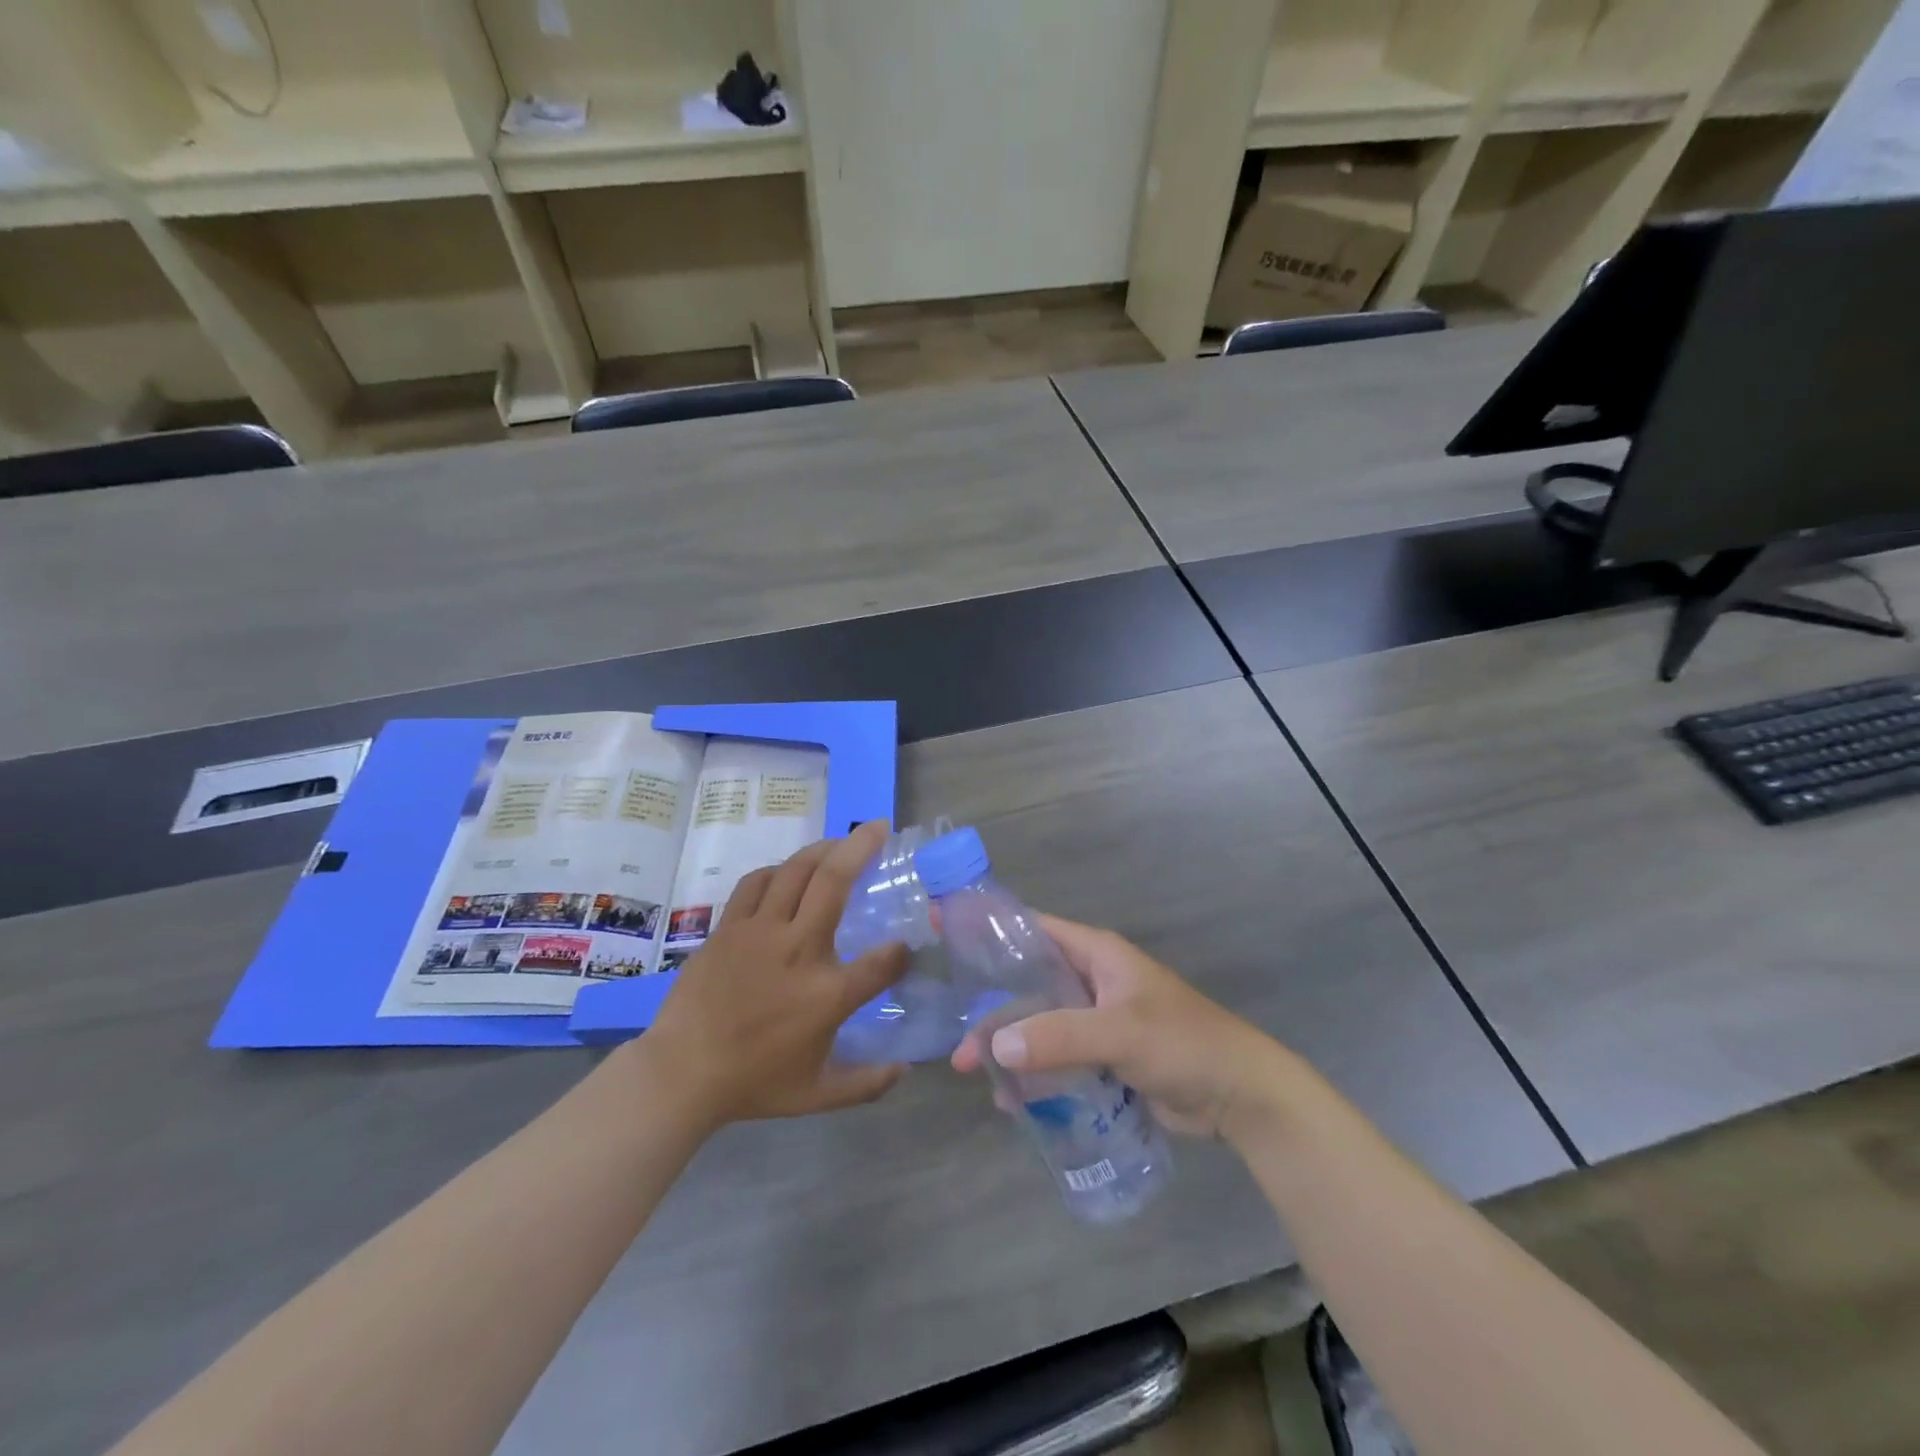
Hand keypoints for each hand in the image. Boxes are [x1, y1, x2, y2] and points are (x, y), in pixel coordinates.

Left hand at [647, 822, 909, 1125]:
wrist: (681, 1074)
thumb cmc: (753, 1084)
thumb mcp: (817, 1095)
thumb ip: (866, 1084)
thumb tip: (905, 1069)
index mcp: (827, 994)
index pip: (882, 962)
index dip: (901, 952)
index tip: (904, 949)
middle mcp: (799, 950)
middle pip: (836, 882)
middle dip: (862, 847)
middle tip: (879, 826)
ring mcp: (760, 933)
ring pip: (796, 871)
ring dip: (823, 849)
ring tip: (840, 841)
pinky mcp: (729, 928)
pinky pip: (757, 883)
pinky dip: (778, 870)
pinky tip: (788, 872)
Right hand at [951, 914, 1279, 1139]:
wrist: (1240, 1095)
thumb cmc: (1183, 1043)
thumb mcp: (1120, 1032)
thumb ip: (1059, 1037)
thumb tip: (996, 1048)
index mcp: (1095, 954)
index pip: (1031, 928)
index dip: (987, 928)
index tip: (942, 930)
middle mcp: (1090, 981)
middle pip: (1028, 987)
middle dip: (994, 1016)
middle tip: (960, 1050)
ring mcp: (1096, 1020)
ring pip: (1039, 1027)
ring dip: (1011, 1051)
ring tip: (978, 1079)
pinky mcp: (1104, 1057)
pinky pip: (1057, 1059)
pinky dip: (1035, 1075)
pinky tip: (1015, 1103)